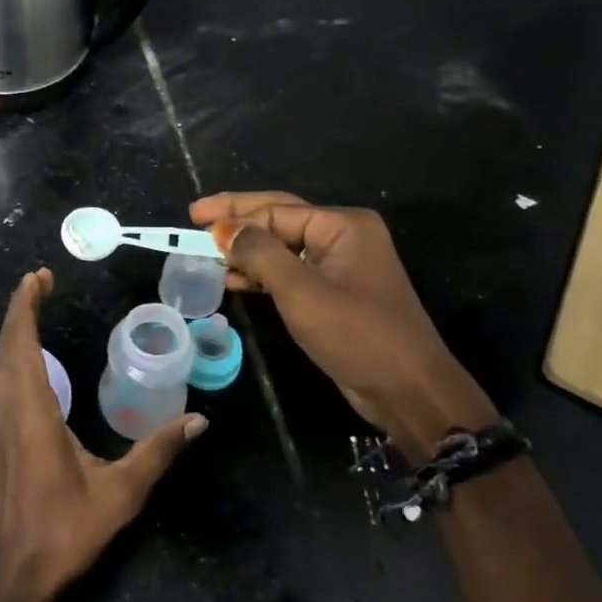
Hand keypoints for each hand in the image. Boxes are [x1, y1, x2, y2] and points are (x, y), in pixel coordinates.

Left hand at [0, 269, 205, 601]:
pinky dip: (12, 352)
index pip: (21, 344)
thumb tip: (197, 420)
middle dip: (20, 307)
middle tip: (41, 280)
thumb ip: (157, 452)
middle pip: (6, 345)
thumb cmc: (65, 529)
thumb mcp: (120, 493)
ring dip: (14, 329)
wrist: (13, 570)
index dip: (25, 306)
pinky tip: (29, 356)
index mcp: (33, 412)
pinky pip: (0, 378)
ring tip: (34, 305)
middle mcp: (9, 408)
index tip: (38, 277)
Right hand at [190, 192, 493, 460]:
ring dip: (246, 250)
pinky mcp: (335, 293)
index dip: (234, 214)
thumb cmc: (356, 334)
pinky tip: (233, 280)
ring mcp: (340, 266)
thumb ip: (260, 254)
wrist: (407, 390)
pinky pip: (291, 273)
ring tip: (205, 252)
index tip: (194, 220)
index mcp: (343, 225)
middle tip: (195, 218)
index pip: (276, 210)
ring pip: (282, 248)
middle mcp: (343, 237)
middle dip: (237, 220)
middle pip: (279, 220)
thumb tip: (224, 229)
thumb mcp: (301, 292)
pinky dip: (262, 275)